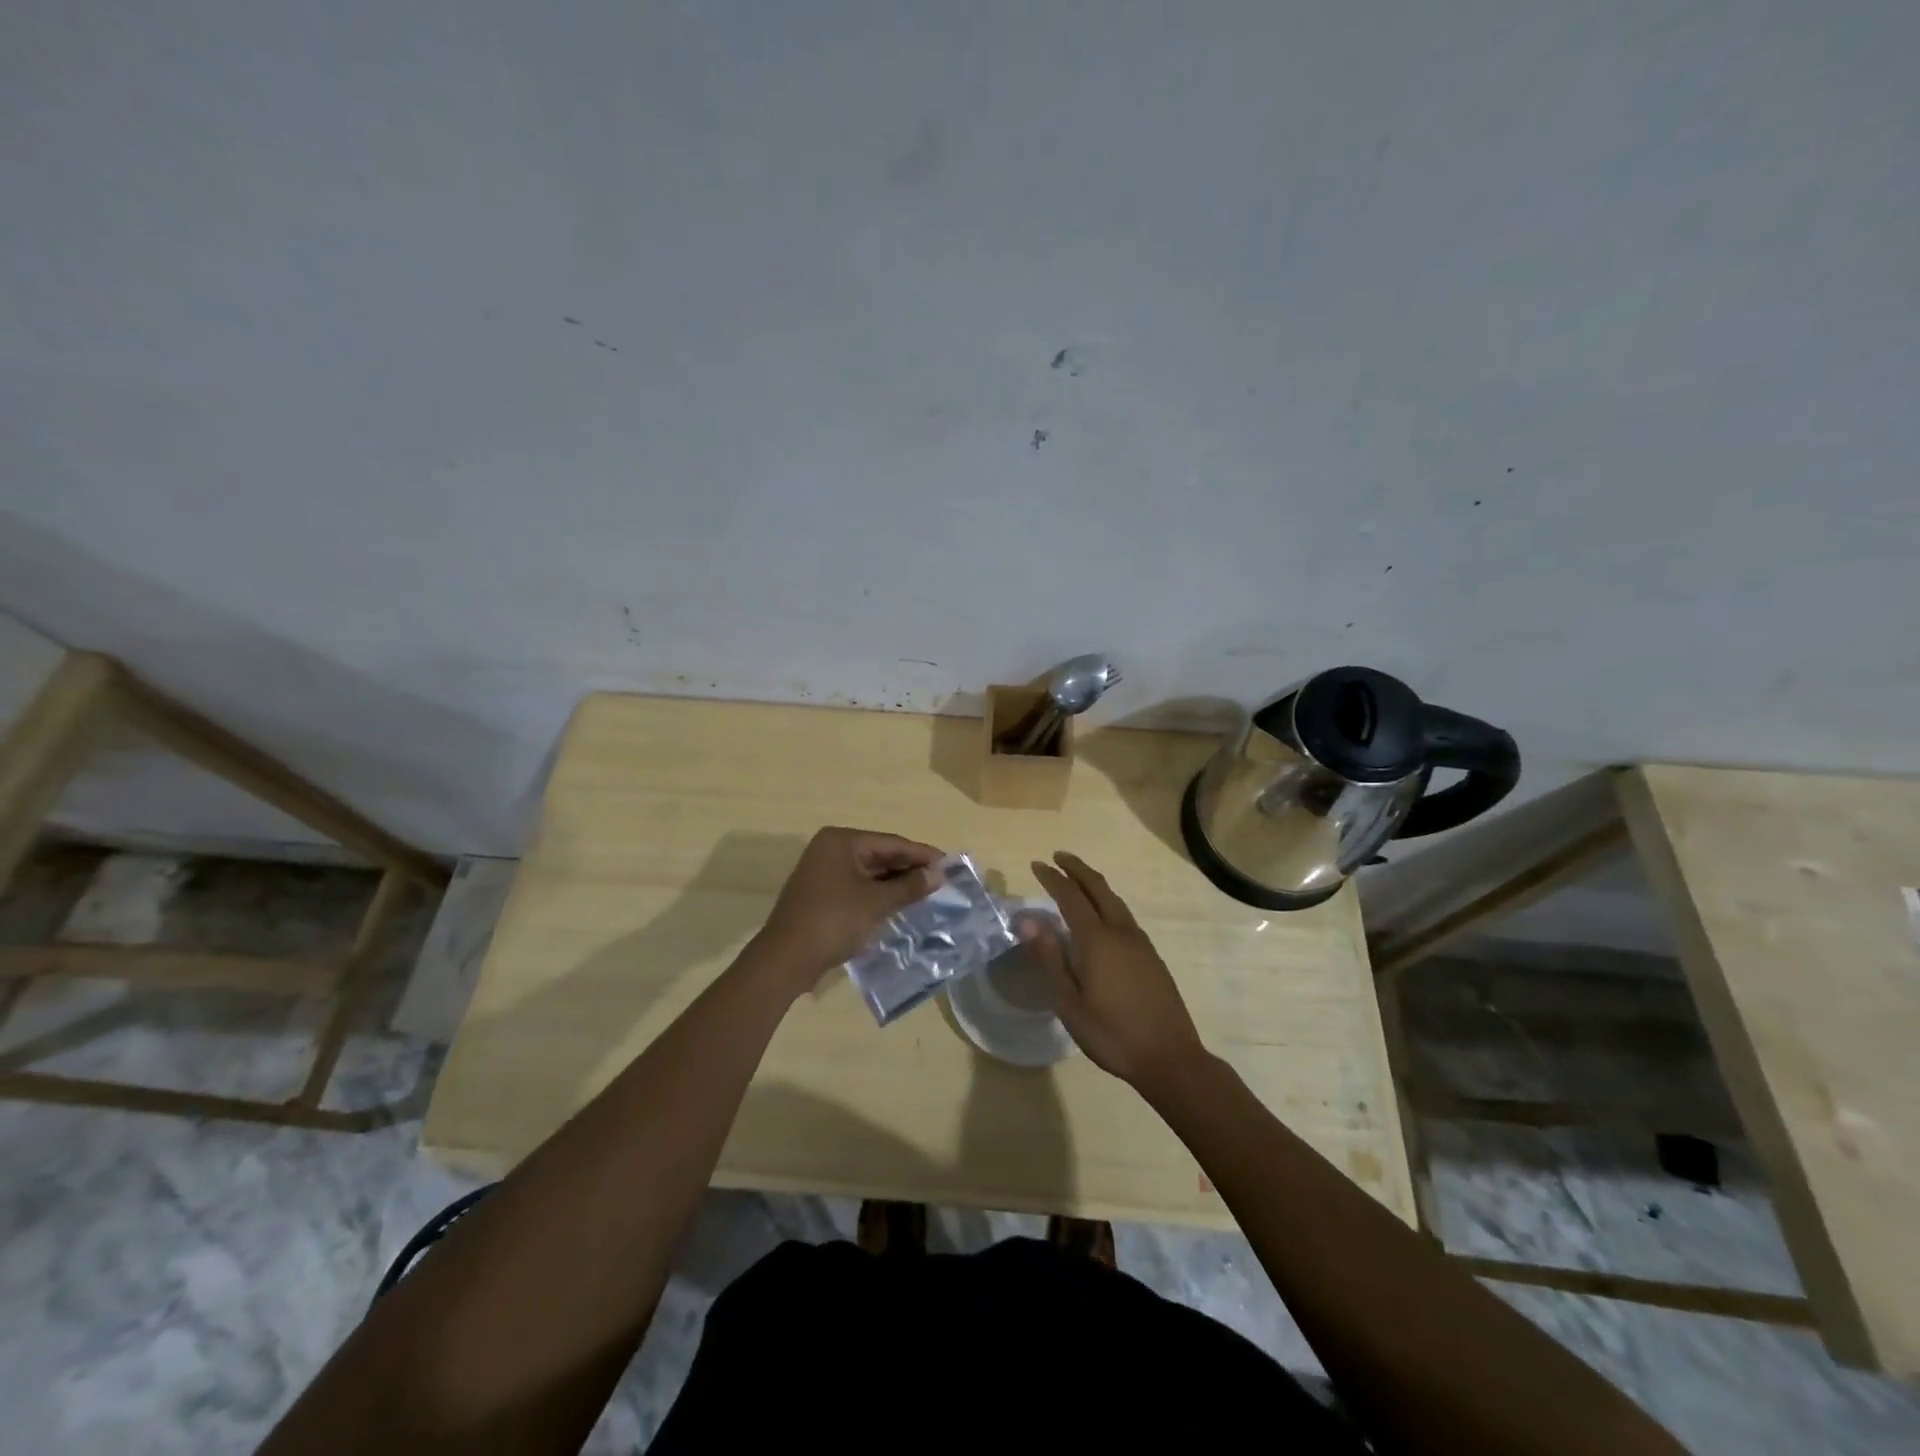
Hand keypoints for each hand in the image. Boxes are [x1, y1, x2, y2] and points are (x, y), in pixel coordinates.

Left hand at [753, 827, 944, 997]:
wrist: (785, 959)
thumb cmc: (833, 921)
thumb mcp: (876, 903)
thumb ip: (909, 886)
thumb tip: (939, 874)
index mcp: (842, 841)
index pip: (891, 843)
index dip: (922, 854)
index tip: (950, 864)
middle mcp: (830, 849)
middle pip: (880, 855)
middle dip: (909, 868)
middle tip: (941, 880)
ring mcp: (823, 871)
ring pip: (869, 872)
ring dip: (896, 883)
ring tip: (927, 893)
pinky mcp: (821, 893)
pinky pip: (858, 886)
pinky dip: (879, 894)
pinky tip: (899, 904)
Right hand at [1024, 852, 1207, 1093]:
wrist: (1170, 1058)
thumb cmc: (1112, 1034)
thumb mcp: (1070, 1003)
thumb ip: (1050, 959)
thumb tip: (1029, 922)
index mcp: (1098, 941)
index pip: (1070, 897)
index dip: (1053, 879)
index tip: (1037, 865)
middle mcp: (1121, 932)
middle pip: (1098, 888)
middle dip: (1077, 869)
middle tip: (1058, 857)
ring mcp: (1141, 943)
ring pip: (1115, 900)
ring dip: (1094, 884)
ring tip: (1077, 880)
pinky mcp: (1151, 956)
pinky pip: (1124, 916)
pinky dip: (1107, 902)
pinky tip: (1102, 916)